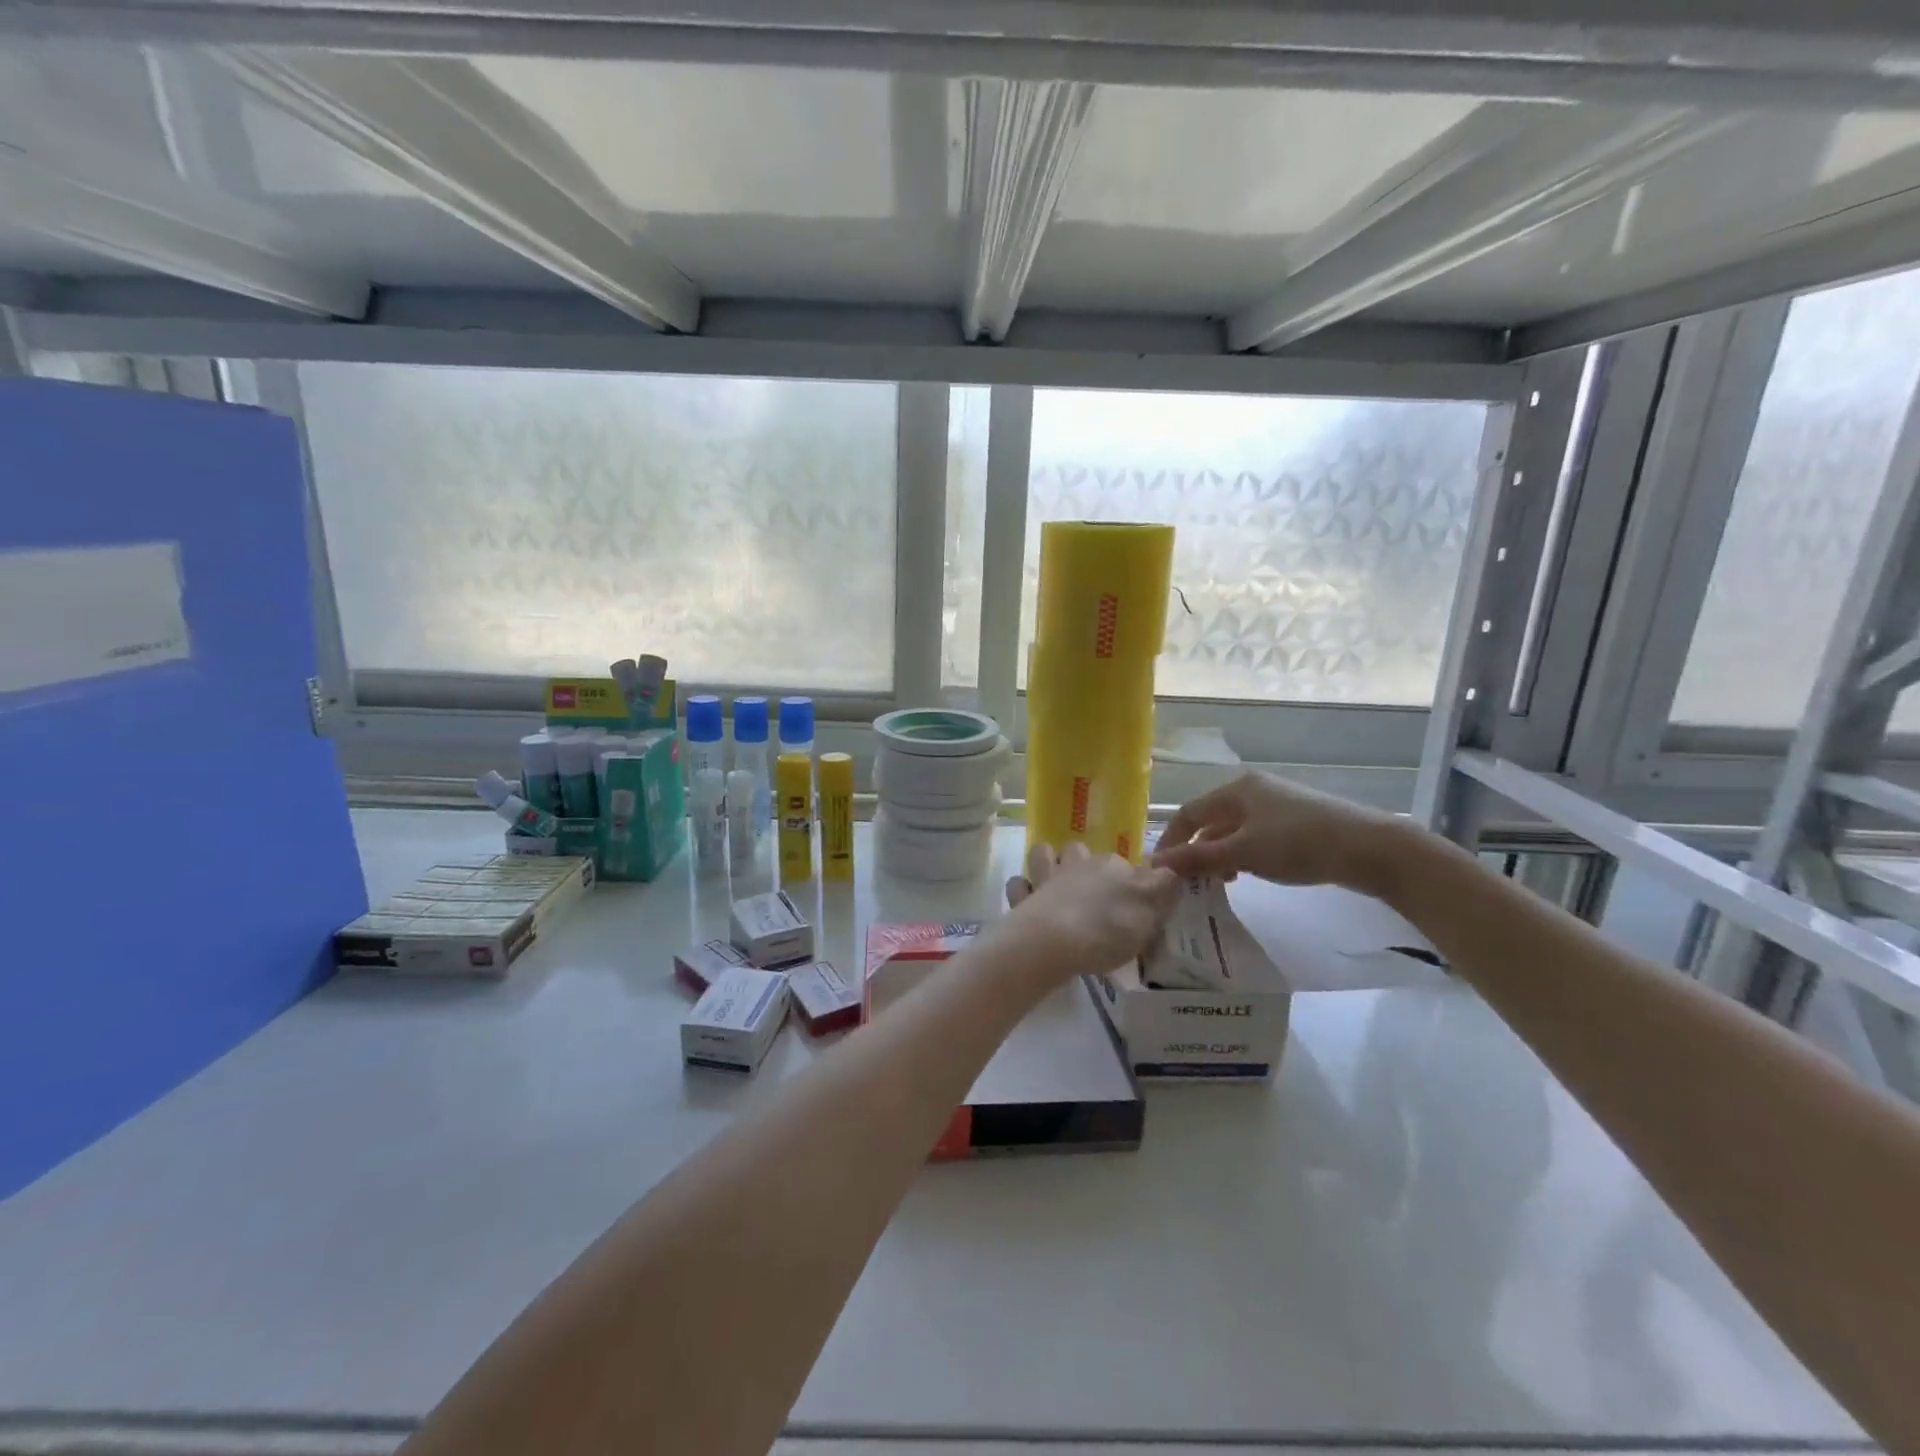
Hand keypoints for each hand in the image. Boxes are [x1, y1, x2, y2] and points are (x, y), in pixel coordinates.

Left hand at [1000, 841, 1179, 977]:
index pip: (1124, 864)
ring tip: (1055, 883)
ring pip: (1043, 855)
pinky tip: (1030, 902)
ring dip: (1047, 863)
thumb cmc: (1108, 927)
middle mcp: (1077, 865)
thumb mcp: (1151, 909)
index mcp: (1111, 866)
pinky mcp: (1022, 899)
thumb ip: (1164, 887)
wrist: (1054, 941)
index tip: (1132, 901)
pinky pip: (1019, 886)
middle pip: (1079, 852)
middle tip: (1091, 892)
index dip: (1128, 879)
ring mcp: (1045, 879)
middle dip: (1082, 863)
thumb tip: (1171, 872)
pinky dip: (1023, 891)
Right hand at [1152, 771, 1396, 888]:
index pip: (1188, 813)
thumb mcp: (1244, 852)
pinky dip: (1241, 856)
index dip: (1171, 841)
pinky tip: (1247, 875)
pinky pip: (1253, 837)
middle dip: (1196, 851)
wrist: (1370, 848)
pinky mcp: (1294, 822)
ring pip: (1232, 831)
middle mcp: (1252, 790)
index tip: (1161, 871)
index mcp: (1236, 789)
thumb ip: (1199, 858)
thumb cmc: (1299, 844)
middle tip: (1188, 882)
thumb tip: (1156, 864)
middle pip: (1210, 821)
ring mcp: (1275, 805)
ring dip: (1218, 856)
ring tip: (1218, 883)